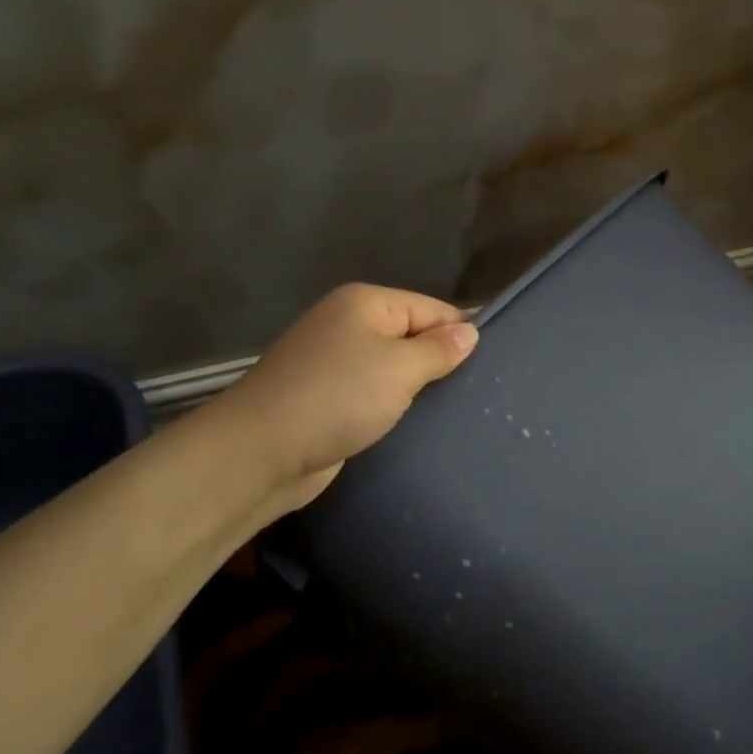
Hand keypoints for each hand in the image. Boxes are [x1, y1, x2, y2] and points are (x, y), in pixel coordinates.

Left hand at [218, 284, 478, 509]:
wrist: (263, 450)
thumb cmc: (338, 398)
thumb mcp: (399, 368)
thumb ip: (439, 349)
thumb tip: (469, 331)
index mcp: (365, 303)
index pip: (431, 308)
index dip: (460, 335)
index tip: (489, 369)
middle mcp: (348, 324)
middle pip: (412, 336)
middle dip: (440, 363)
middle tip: (476, 394)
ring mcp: (334, 362)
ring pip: (393, 368)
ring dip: (417, 389)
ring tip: (453, 411)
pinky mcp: (327, 398)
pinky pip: (374, 394)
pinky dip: (393, 406)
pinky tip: (415, 425)